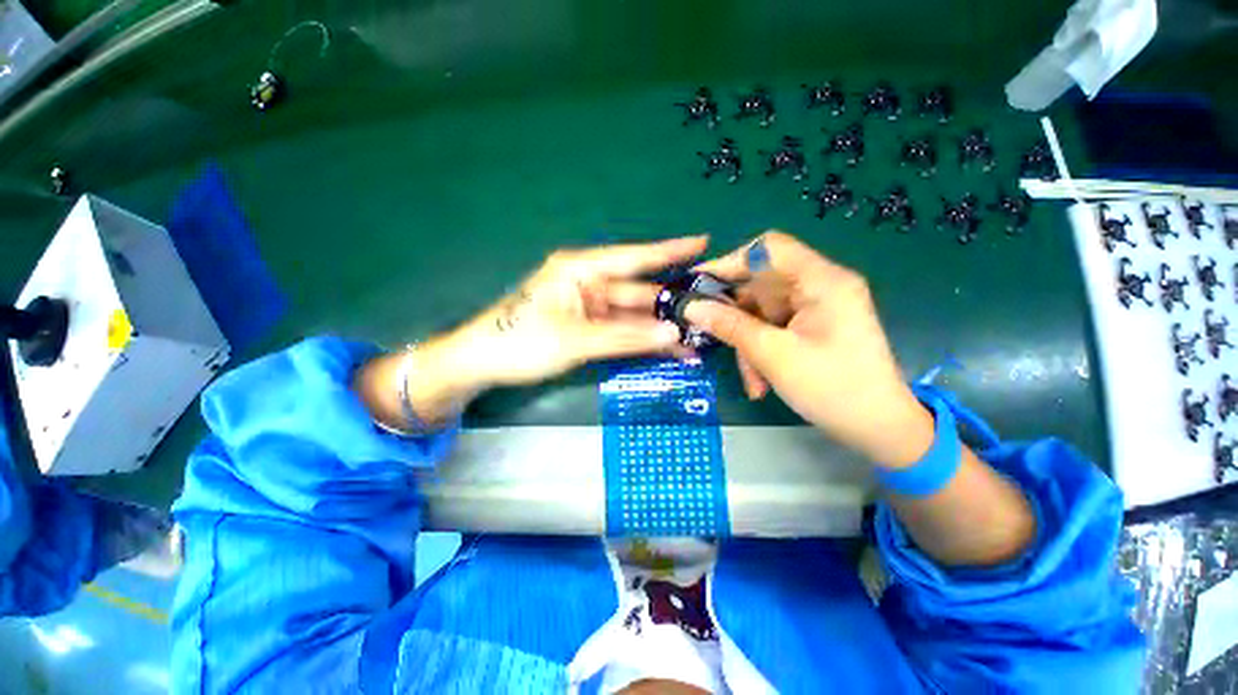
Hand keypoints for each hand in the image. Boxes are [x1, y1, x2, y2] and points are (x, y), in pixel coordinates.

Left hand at [359, 237, 706, 429]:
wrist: (482, 363)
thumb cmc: (520, 342)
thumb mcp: (575, 340)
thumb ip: (625, 337)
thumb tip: (672, 334)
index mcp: (580, 270)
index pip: (633, 257)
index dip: (669, 251)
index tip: (702, 242)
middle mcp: (588, 283)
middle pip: (638, 292)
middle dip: (670, 306)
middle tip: (709, 312)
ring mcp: (589, 307)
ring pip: (632, 316)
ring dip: (659, 330)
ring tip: (694, 343)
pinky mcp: (587, 326)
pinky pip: (621, 331)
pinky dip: (641, 341)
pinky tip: (665, 350)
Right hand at [684, 232, 933, 466]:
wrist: (878, 428)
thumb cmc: (833, 389)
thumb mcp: (773, 356)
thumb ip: (730, 326)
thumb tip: (690, 306)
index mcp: (822, 281)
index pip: (768, 249)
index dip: (729, 262)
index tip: (697, 285)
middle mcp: (818, 286)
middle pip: (759, 285)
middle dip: (734, 316)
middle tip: (707, 336)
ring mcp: (814, 308)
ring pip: (760, 312)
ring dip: (747, 344)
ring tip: (750, 379)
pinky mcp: (809, 326)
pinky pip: (770, 328)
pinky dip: (759, 352)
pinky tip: (759, 382)